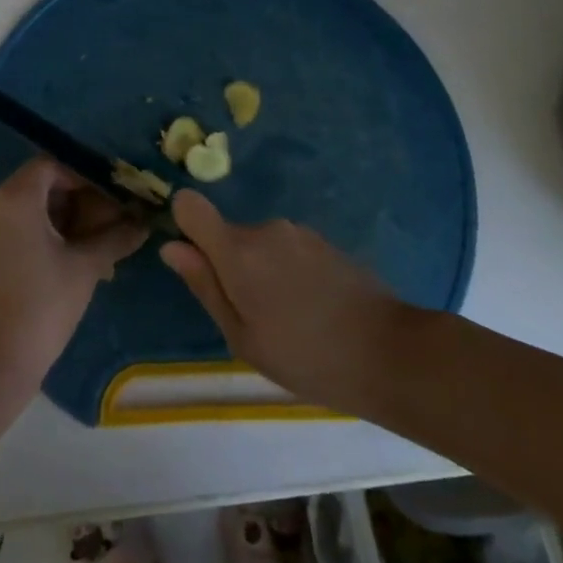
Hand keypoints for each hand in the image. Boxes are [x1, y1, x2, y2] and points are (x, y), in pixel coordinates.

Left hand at [0, 158, 148, 404]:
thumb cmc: (40, 307)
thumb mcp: (85, 269)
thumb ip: (115, 238)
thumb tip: (143, 223)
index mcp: (15, 198)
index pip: (53, 166)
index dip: (85, 176)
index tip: (113, 196)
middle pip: (40, 185)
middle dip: (78, 200)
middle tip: (110, 222)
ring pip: (28, 209)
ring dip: (63, 220)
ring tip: (96, 245)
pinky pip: (15, 229)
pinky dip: (42, 235)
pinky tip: (70, 261)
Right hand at [160, 190, 408, 415]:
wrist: (391, 353)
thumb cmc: (307, 357)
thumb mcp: (243, 337)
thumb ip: (205, 286)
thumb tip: (171, 247)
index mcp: (237, 251)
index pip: (190, 205)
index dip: (184, 225)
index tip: (196, 261)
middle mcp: (265, 228)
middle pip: (226, 233)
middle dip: (229, 265)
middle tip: (254, 317)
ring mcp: (298, 232)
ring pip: (258, 244)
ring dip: (261, 271)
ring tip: (289, 319)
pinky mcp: (324, 241)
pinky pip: (287, 249)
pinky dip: (288, 272)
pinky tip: (313, 310)